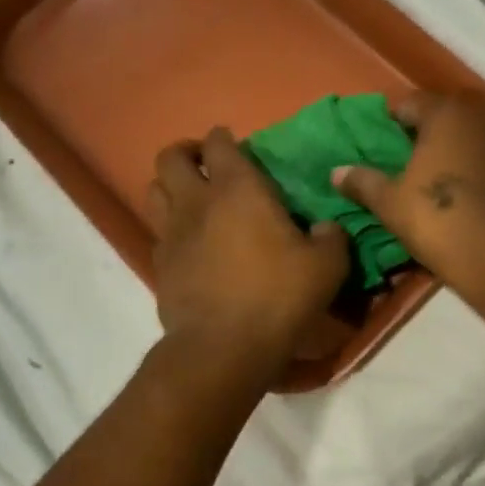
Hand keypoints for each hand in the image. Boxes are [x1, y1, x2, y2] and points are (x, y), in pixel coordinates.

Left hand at [146, 127, 350, 370]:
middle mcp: (197, 202)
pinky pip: (158, 232)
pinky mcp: (160, 265)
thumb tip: (325, 228)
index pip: (220, 143)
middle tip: (206, 164)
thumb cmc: (277, 296)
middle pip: (170, 157)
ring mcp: (171, 233)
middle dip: (186, 152)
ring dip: (170, 185)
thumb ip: (331, 238)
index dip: (225, 138)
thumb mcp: (326, 266)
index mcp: (238, 189)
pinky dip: (171, 227)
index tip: (236, 144)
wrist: (222, 348)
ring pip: (153, 190)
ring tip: (192, 197)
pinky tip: (191, 243)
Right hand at [331, 92, 484, 304]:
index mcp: (444, 113)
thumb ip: (363, 181)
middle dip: (415, 134)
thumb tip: (336, 171)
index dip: (386, 123)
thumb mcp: (391, 203)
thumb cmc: (440, 220)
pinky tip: (451, 189)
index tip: (372, 147)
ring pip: (461, 135)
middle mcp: (477, 115)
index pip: (406, 103)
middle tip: (393, 162)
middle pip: (437, 116)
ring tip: (420, 177)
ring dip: (442, 149)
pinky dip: (464, 164)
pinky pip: (480, 154)